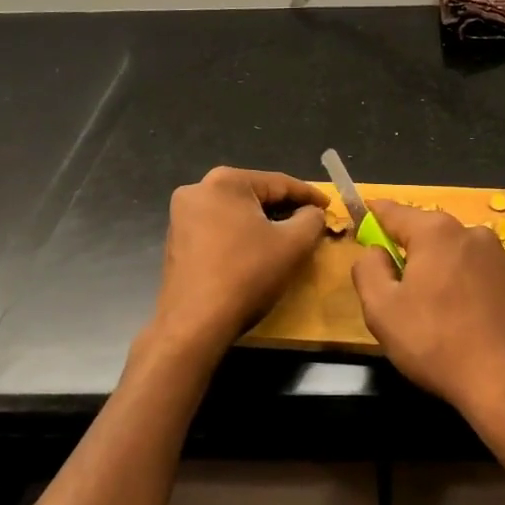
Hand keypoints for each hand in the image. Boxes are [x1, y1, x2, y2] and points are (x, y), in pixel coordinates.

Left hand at [140, 166, 327, 367]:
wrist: (195, 323)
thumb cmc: (247, 275)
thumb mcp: (293, 244)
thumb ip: (311, 219)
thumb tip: (312, 213)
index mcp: (225, 181)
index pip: (279, 183)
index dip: (309, 195)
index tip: (329, 206)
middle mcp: (198, 189)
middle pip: (254, 195)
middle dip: (284, 209)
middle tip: (310, 222)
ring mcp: (182, 216)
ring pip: (235, 212)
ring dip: (261, 223)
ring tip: (286, 237)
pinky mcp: (176, 240)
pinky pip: (218, 228)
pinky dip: (240, 235)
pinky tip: (255, 252)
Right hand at [351, 201, 504, 447]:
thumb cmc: (435, 342)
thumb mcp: (381, 309)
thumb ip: (368, 270)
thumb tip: (375, 251)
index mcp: (436, 233)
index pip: (395, 212)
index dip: (375, 215)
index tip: (364, 216)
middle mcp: (473, 234)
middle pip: (430, 234)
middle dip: (412, 252)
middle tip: (399, 287)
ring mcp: (504, 258)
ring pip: (459, 256)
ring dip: (444, 271)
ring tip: (437, 312)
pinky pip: (484, 277)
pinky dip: (471, 289)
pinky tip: (468, 322)